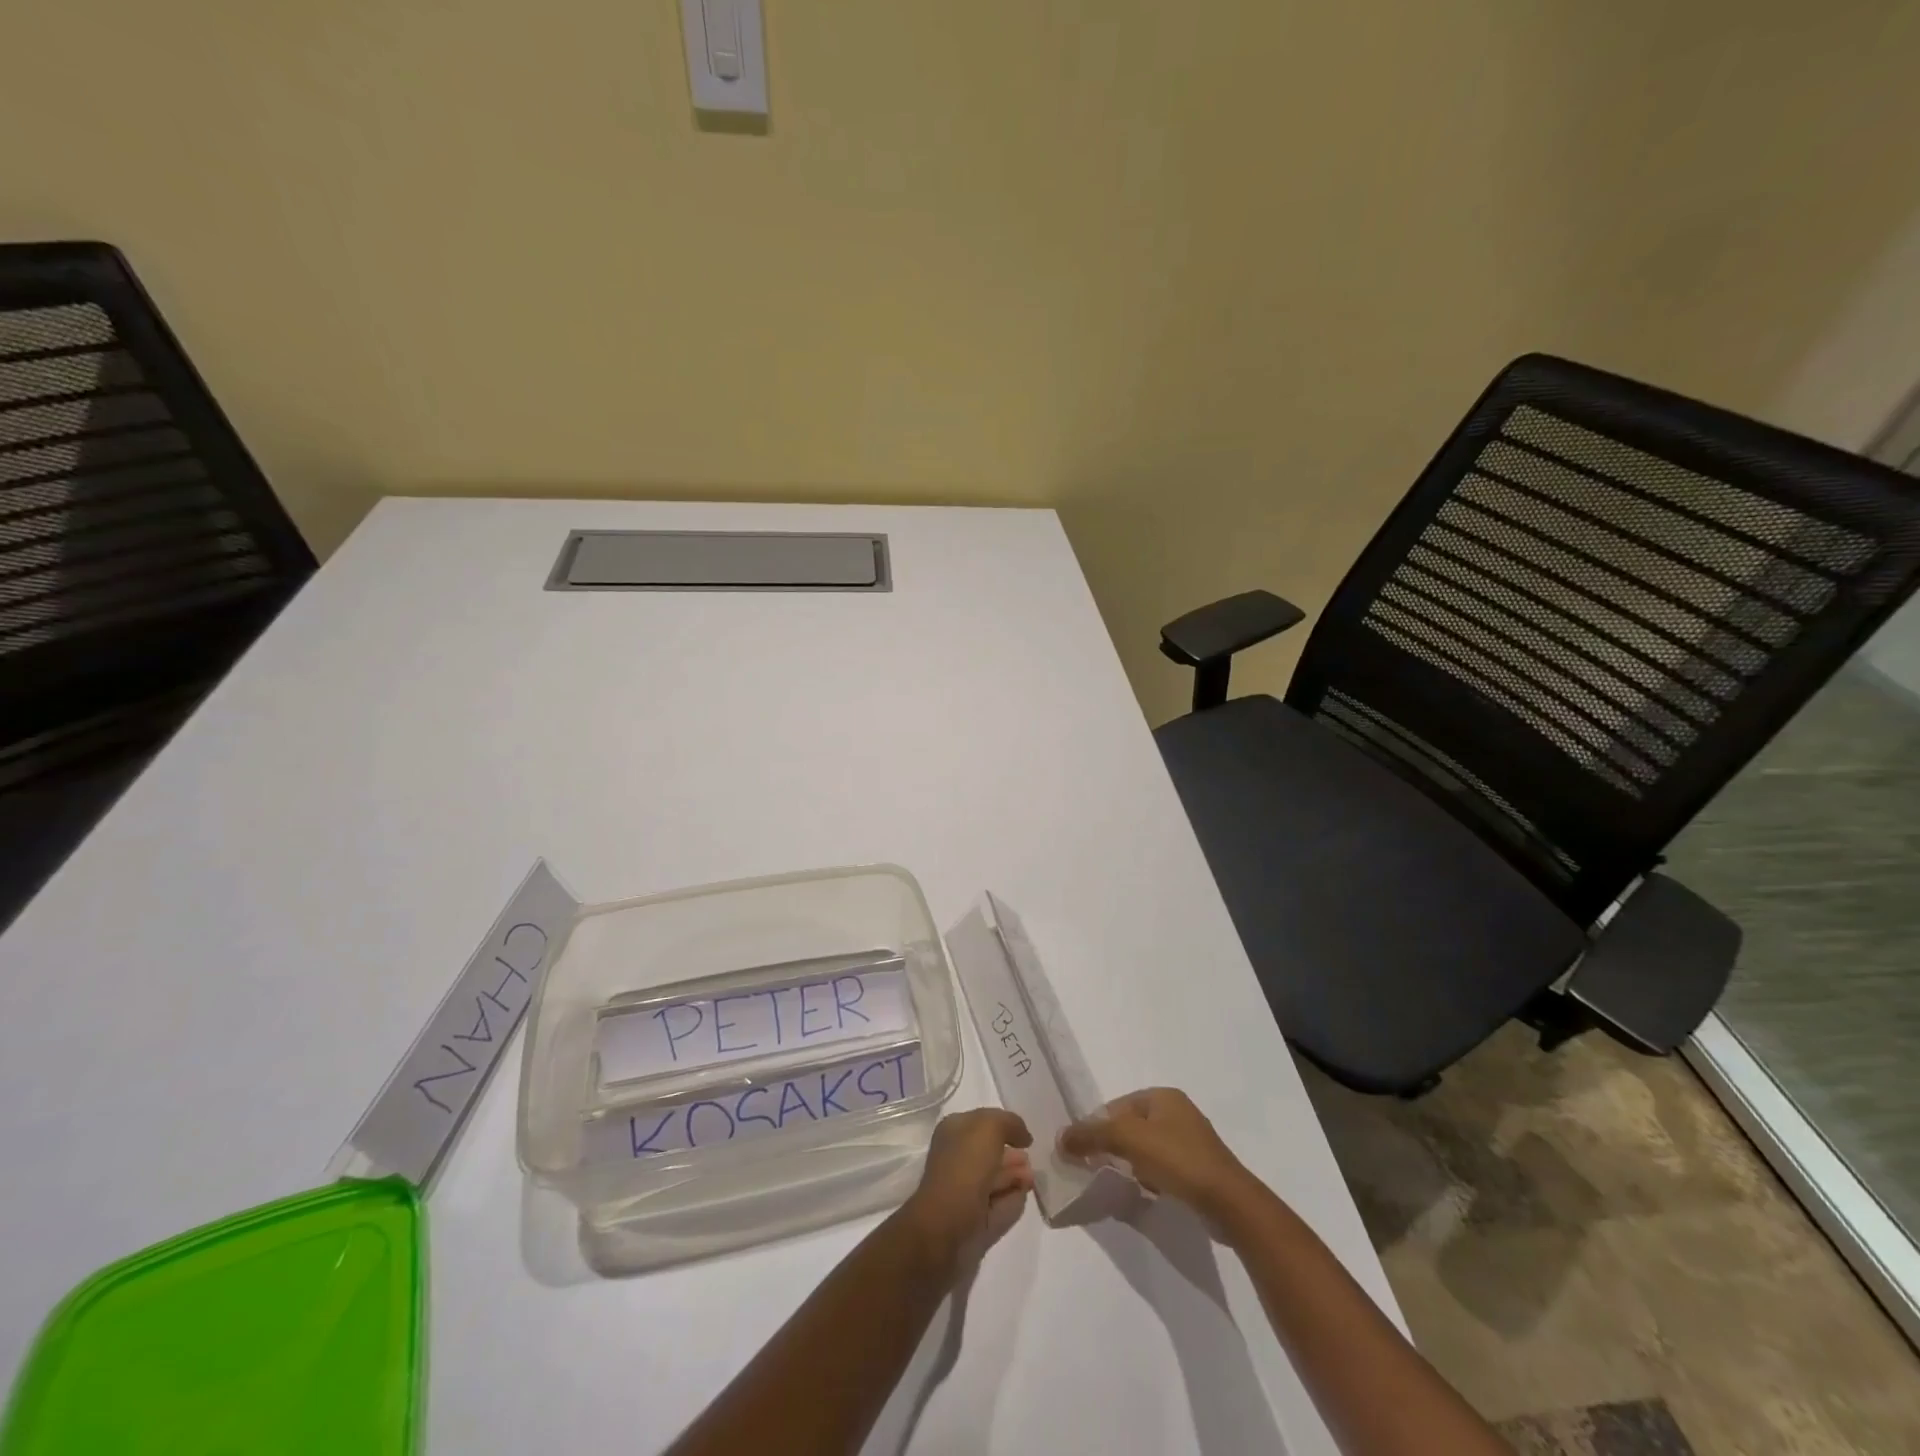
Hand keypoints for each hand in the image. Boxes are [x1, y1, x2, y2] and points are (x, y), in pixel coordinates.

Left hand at [900, 1108, 1033, 1265]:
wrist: (947, 1226)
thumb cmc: (965, 1167)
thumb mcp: (989, 1127)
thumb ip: (1010, 1123)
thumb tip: (1023, 1136)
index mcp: (953, 1131)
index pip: (982, 1122)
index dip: (1005, 1126)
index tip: (1026, 1137)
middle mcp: (957, 1158)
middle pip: (990, 1152)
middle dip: (1013, 1155)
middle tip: (1033, 1160)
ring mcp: (965, 1191)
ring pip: (995, 1179)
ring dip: (1015, 1177)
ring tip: (1033, 1179)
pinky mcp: (975, 1220)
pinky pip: (999, 1205)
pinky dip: (1012, 1200)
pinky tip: (1024, 1196)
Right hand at [1058, 1087, 1254, 1222]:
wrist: (1229, 1203)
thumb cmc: (1178, 1159)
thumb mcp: (1129, 1140)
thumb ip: (1092, 1135)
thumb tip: (1060, 1137)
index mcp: (1163, 1096)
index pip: (1117, 1106)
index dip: (1096, 1127)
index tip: (1082, 1152)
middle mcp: (1177, 1112)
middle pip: (1131, 1126)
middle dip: (1112, 1146)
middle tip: (1095, 1168)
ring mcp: (1190, 1141)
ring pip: (1146, 1149)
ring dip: (1129, 1164)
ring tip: (1116, 1183)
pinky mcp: (1198, 1169)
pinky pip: (1162, 1168)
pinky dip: (1148, 1178)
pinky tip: (1142, 1193)